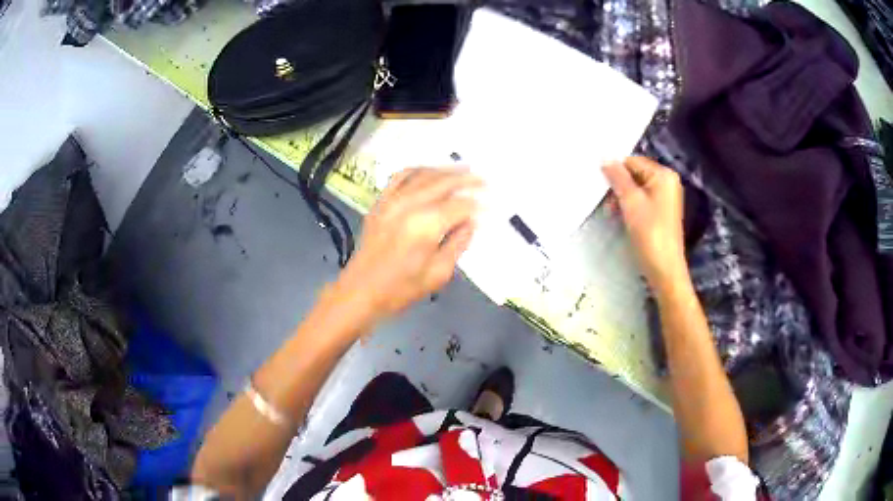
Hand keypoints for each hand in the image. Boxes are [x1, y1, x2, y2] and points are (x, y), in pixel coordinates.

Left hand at [333, 167, 481, 321]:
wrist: (360, 291)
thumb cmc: (401, 289)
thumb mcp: (438, 274)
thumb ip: (458, 244)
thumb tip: (470, 223)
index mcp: (426, 225)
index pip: (459, 206)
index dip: (477, 205)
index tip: (490, 206)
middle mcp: (409, 205)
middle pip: (443, 183)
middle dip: (467, 179)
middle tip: (484, 180)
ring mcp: (391, 201)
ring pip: (423, 175)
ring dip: (445, 170)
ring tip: (463, 169)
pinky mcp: (380, 203)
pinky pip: (399, 177)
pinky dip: (417, 169)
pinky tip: (428, 171)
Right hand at [602, 157, 686, 288]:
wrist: (664, 267)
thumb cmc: (649, 232)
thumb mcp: (630, 202)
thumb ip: (618, 178)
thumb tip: (605, 159)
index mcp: (664, 175)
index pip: (633, 161)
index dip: (616, 171)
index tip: (601, 186)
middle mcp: (667, 182)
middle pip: (635, 174)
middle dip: (618, 186)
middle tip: (605, 202)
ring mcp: (666, 198)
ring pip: (637, 189)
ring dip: (622, 198)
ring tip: (611, 213)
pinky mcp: (662, 212)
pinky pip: (642, 200)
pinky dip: (630, 206)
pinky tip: (620, 217)